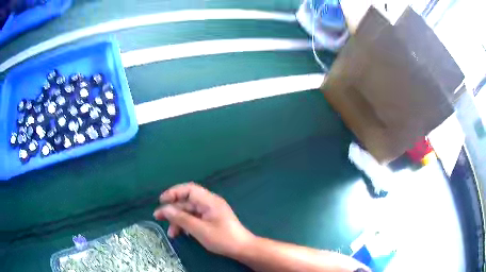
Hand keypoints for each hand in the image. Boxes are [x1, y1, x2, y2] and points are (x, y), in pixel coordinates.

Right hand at [154, 182, 254, 256]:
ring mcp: (210, 212)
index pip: (188, 189)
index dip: (173, 192)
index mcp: (209, 201)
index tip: (161, 201)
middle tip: (158, 217)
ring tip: (172, 234)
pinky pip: (194, 218)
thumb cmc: (223, 238)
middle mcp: (209, 203)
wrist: (242, 249)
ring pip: (189, 212)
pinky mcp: (210, 220)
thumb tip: (165, 209)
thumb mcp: (200, 230)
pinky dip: (186, 225)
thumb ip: (182, 218)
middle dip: (172, 210)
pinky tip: (182, 234)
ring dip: (178, 221)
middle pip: (186, 202)